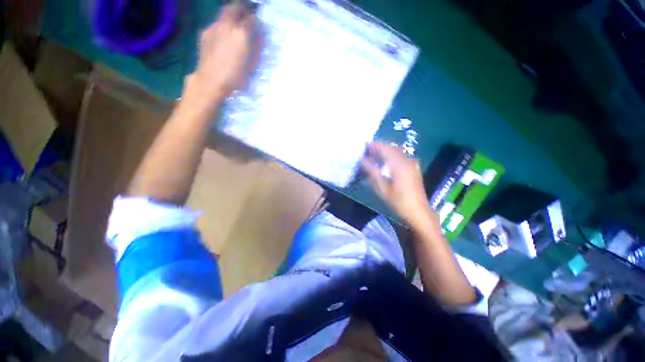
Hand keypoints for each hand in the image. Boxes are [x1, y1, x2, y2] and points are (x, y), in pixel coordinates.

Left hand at [183, 4, 258, 107]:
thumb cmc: (236, 76)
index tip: (259, 23)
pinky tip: (224, 36)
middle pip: (235, 8)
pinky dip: (222, 26)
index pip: (251, 19)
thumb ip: (256, 47)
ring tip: (235, 25)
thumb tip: (259, 35)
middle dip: (242, 9)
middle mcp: (226, 25)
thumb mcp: (251, 64)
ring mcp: (214, 27)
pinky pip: (216, 23)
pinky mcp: (205, 32)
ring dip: (231, 16)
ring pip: (224, 14)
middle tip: (247, 14)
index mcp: (241, 34)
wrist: (211, 80)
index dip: (256, 20)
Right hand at [361, 143, 432, 225]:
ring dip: (386, 150)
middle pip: (392, 148)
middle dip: (380, 146)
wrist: (418, 211)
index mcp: (399, 164)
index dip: (375, 145)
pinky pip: (401, 157)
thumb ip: (372, 171)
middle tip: (368, 149)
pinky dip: (392, 155)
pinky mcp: (414, 168)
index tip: (365, 144)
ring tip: (375, 153)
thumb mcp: (381, 187)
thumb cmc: (398, 201)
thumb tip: (362, 159)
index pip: (385, 149)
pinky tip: (386, 161)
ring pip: (397, 152)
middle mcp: (406, 161)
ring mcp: (412, 164)